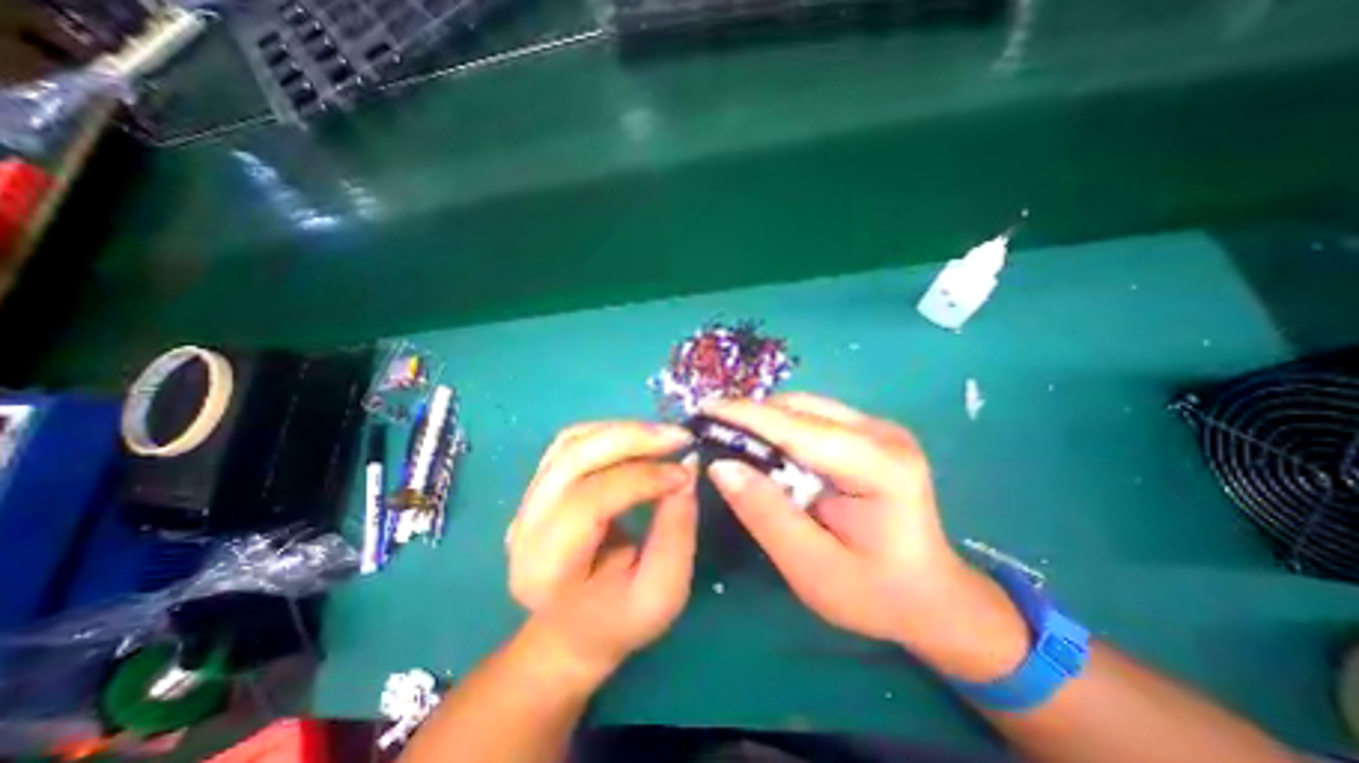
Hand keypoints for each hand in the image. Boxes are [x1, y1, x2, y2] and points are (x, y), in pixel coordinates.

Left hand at [506, 423, 700, 684]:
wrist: (574, 627)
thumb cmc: (620, 618)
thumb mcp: (662, 592)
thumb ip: (676, 532)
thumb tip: (687, 470)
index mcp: (545, 568)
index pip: (589, 502)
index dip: (641, 479)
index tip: (684, 474)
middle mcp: (524, 526)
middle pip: (573, 458)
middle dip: (632, 438)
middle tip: (678, 436)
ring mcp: (527, 499)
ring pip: (572, 442)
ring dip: (623, 431)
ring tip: (664, 437)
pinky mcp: (540, 483)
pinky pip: (573, 441)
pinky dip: (610, 432)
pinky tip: (640, 440)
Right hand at [706, 394, 1024, 680]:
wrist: (930, 594)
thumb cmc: (876, 593)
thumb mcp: (813, 569)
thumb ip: (766, 515)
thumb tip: (721, 466)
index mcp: (881, 467)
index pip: (800, 429)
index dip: (747, 416)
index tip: (704, 410)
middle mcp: (882, 433)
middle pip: (801, 409)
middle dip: (751, 416)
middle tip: (710, 430)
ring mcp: (879, 427)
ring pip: (804, 407)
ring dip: (765, 420)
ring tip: (731, 438)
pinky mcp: (869, 431)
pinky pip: (812, 416)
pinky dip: (781, 426)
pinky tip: (764, 446)